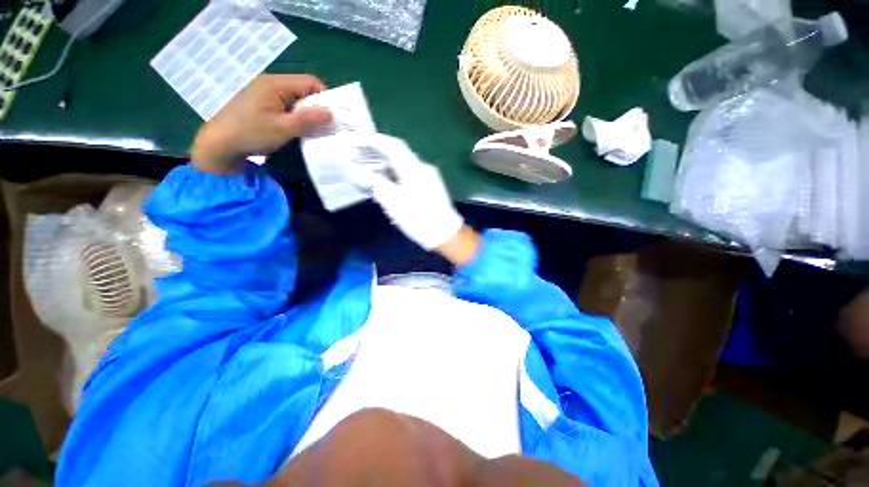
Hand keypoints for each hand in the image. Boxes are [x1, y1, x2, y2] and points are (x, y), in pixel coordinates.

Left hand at [191, 75, 332, 173]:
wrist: (219, 144)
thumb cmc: (251, 134)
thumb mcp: (283, 129)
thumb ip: (308, 120)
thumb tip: (331, 113)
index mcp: (275, 84)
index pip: (309, 82)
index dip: (325, 97)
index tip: (331, 117)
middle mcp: (270, 84)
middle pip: (303, 90)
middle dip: (316, 108)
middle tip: (324, 127)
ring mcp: (264, 94)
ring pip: (295, 100)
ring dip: (305, 115)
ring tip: (311, 131)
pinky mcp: (261, 104)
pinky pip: (285, 106)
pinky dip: (295, 117)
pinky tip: (296, 130)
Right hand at [360, 135, 469, 255]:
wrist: (445, 234)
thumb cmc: (418, 217)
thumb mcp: (393, 202)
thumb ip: (376, 184)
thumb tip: (365, 173)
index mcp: (414, 168)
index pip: (394, 145)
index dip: (375, 140)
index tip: (358, 141)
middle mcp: (424, 167)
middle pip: (399, 153)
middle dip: (379, 152)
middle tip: (361, 155)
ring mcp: (430, 177)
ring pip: (405, 164)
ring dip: (388, 164)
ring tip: (371, 168)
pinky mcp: (432, 187)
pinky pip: (410, 174)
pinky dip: (396, 174)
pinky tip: (389, 182)